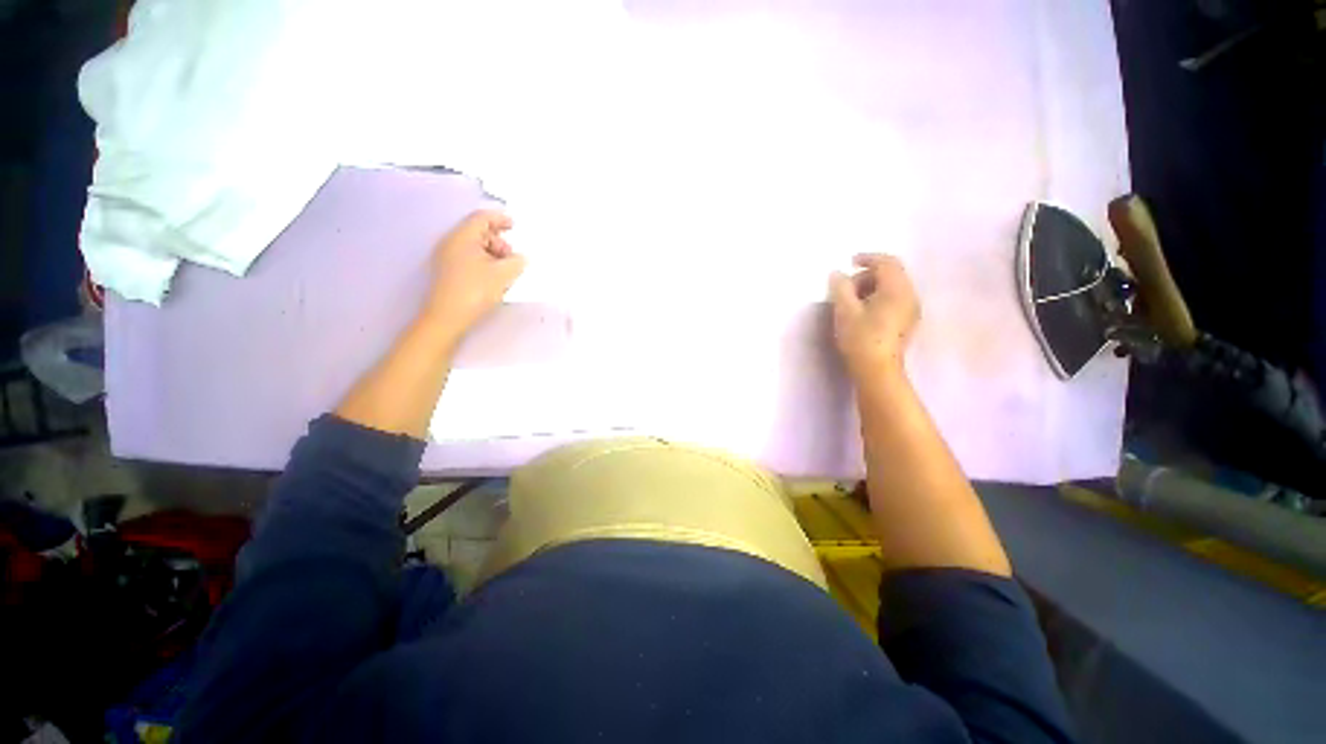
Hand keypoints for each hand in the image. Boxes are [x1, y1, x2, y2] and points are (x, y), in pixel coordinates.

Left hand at [422, 209, 525, 341]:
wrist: (447, 318)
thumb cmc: (474, 291)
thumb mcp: (502, 275)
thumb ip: (516, 262)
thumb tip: (521, 258)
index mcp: (462, 237)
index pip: (482, 218)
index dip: (500, 219)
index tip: (515, 225)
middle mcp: (451, 243)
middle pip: (478, 232)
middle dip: (499, 241)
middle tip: (513, 257)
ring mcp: (447, 258)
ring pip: (475, 247)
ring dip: (493, 254)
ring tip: (506, 271)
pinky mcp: (448, 272)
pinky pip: (470, 258)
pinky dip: (485, 262)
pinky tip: (494, 278)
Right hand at [829, 254, 919, 382]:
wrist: (877, 370)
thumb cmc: (861, 338)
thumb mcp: (845, 311)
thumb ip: (840, 288)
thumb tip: (837, 274)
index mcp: (897, 290)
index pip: (887, 263)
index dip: (868, 258)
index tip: (850, 262)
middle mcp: (910, 296)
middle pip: (891, 274)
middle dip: (867, 275)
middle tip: (845, 288)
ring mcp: (911, 311)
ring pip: (893, 288)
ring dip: (872, 288)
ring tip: (851, 302)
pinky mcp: (907, 323)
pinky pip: (895, 300)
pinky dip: (878, 298)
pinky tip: (863, 312)